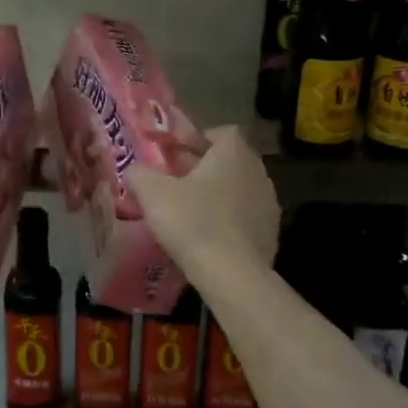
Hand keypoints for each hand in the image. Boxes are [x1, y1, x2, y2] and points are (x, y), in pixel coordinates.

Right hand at [125, 125, 278, 274]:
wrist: (232, 275)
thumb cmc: (192, 222)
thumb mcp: (152, 192)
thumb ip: (139, 173)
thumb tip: (135, 170)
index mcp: (233, 153)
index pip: (221, 132)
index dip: (197, 139)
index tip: (176, 156)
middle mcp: (257, 171)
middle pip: (230, 160)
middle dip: (205, 168)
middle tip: (177, 183)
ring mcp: (269, 203)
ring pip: (239, 189)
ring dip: (218, 195)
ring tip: (191, 212)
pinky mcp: (272, 233)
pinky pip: (246, 217)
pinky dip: (229, 221)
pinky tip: (208, 238)